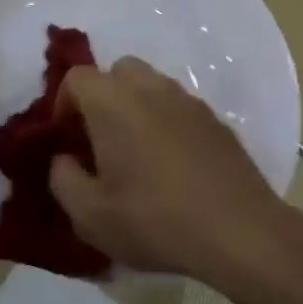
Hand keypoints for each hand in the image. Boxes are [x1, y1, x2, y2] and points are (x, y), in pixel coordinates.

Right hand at [49, 58, 302, 284]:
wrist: (240, 231)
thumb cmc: (156, 221)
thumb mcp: (90, 215)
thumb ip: (63, 179)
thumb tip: (64, 159)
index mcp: (113, 102)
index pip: (76, 77)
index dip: (63, 105)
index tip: (67, 141)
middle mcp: (151, 88)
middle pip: (117, 71)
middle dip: (101, 99)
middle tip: (99, 141)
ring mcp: (189, 100)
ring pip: (151, 86)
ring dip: (135, 108)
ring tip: (135, 154)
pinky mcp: (216, 119)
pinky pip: (178, 107)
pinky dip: (165, 122)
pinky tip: (171, 165)